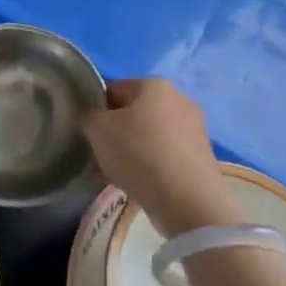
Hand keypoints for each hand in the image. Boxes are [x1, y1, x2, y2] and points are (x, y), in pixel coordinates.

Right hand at [82, 79, 237, 237]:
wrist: (187, 200)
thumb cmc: (138, 153)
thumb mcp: (98, 129)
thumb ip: (88, 116)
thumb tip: (93, 119)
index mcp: (155, 86)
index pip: (113, 89)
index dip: (95, 110)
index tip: (86, 133)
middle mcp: (179, 100)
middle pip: (131, 115)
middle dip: (111, 135)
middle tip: (96, 157)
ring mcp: (192, 130)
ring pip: (146, 137)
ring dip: (126, 153)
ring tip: (109, 176)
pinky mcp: (198, 157)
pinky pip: (162, 156)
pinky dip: (146, 166)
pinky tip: (131, 185)